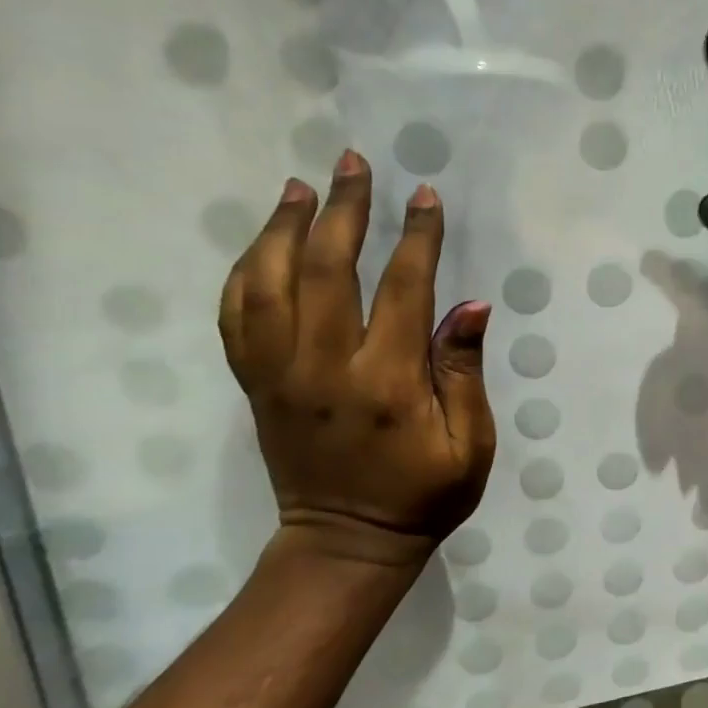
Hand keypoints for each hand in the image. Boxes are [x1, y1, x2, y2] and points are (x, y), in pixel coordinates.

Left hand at [219, 151, 495, 572]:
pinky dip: (244, 272)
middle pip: (325, 269)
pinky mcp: (255, 385)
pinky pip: (236, 316)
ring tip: (302, 188)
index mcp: (386, 381)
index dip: (416, 238)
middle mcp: (323, 367)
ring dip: (283, 228)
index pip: (402, 289)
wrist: (347, 542)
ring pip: (267, 283)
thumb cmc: (424, 495)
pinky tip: (262, 245)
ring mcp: (279, 374)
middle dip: (344, 210)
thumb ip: (463, 372)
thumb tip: (469, 305)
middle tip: (355, 164)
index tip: (425, 197)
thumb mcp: (471, 444)